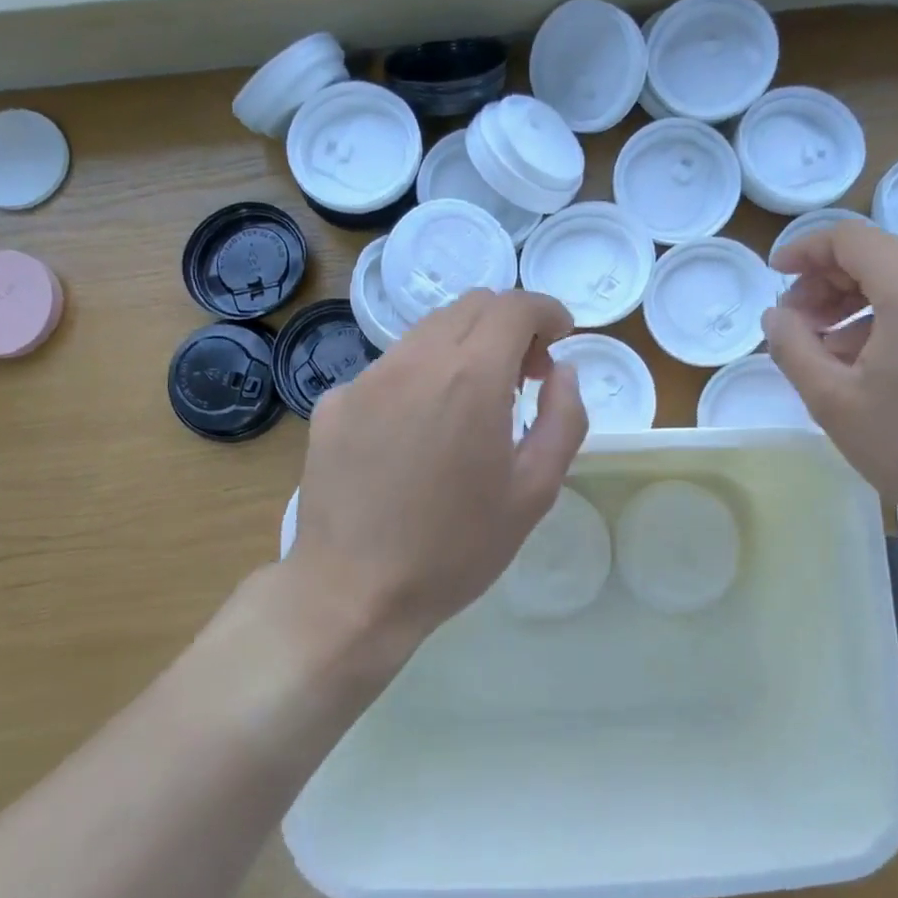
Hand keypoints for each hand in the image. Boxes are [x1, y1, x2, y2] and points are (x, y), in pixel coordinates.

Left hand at [288, 289, 587, 642]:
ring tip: (471, 404)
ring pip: (427, 333)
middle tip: (523, 376)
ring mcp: (366, 378)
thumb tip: (562, 373)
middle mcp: (414, 361)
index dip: (547, 311)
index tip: (560, 338)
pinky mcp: (333, 402)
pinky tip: (417, 433)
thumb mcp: (534, 492)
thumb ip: (564, 419)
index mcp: (470, 377)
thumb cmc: (456, 548)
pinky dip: (419, 378)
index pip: (515, 306)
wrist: (353, 592)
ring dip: (463, 348)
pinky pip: (389, 369)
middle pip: (470, 306)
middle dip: (509, 325)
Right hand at [762, 222, 897, 541]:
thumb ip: (793, 348)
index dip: (803, 251)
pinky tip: (866, 364)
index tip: (773, 278)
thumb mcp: (835, 402)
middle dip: (824, 282)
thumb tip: (776, 315)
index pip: (848, 238)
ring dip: (853, 302)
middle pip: (876, 254)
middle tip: (795, 325)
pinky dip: (886, 318)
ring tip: (824, 351)